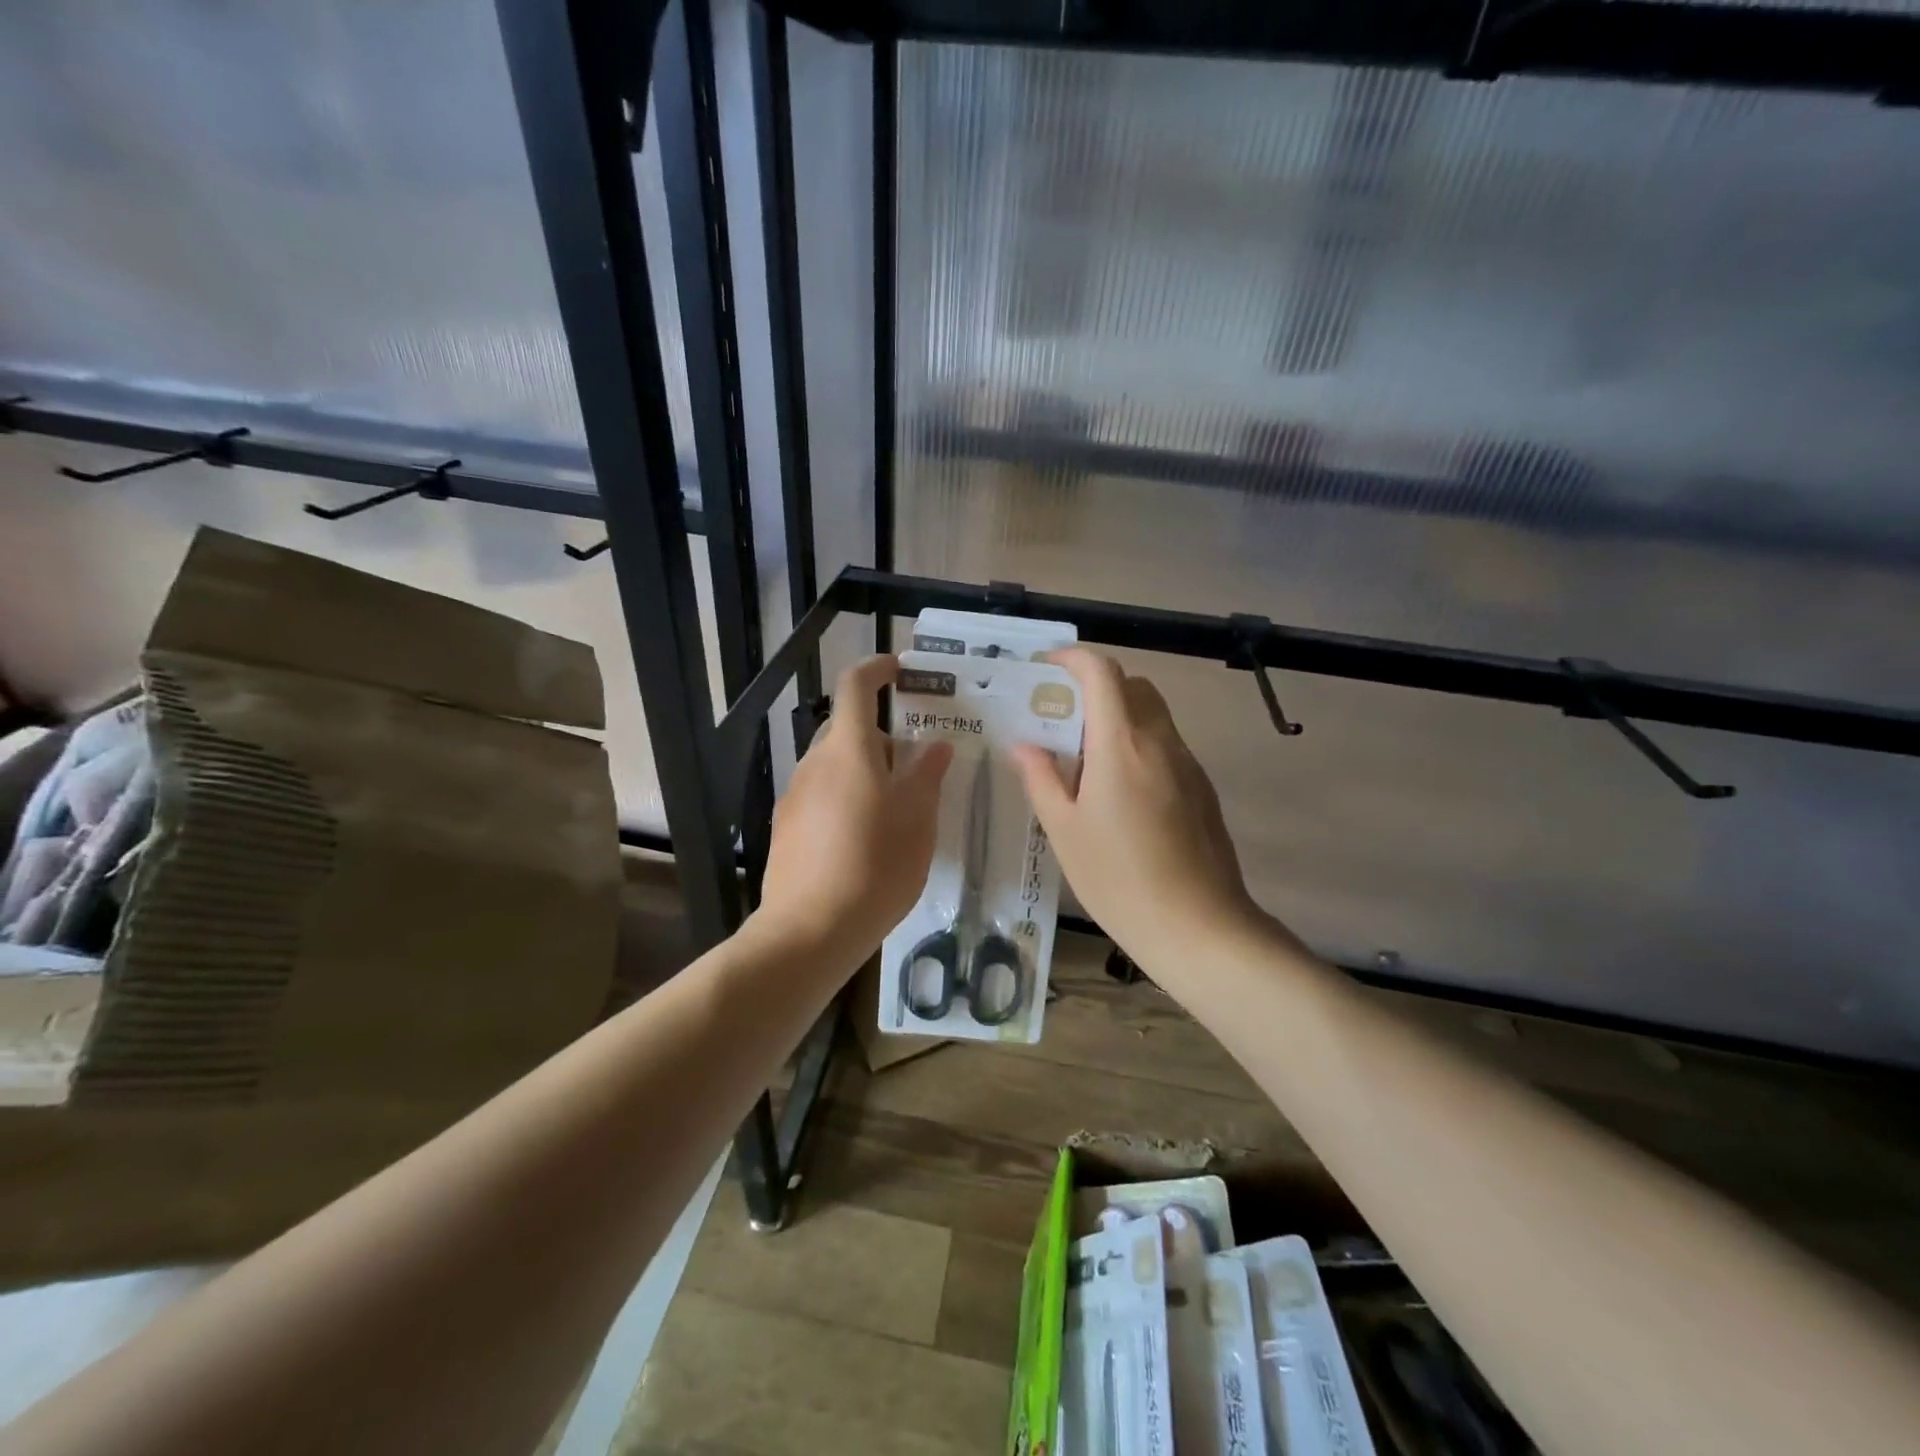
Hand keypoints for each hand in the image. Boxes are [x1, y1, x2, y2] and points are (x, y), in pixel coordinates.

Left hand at [756, 655, 953, 968]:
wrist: (810, 930)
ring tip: (895, 808)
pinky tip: (865, 838)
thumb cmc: (875, 865)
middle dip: (880, 736)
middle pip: (847, 729)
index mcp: (848, 750)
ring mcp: (795, 795)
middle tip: (914, 764)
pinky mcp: (787, 827)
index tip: (899, 670)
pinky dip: (845, 797)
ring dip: (864, 771)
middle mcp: (815, 763)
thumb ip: (926, 775)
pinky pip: (821, 794)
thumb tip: (935, 745)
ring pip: (834, 765)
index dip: (876, 669)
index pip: (856, 687)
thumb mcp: (917, 819)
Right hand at [1011, 649, 1270, 975]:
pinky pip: (1166, 746)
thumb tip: (1025, 744)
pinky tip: (1120, 793)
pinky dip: (1139, 745)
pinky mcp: (1202, 788)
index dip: (1072, 659)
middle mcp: (1160, 741)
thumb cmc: (1118, 879)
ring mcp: (1187, 764)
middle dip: (1096, 687)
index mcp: (1121, 744)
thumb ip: (1042, 779)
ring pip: (1153, 715)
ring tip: (1086, 758)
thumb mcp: (1065, 831)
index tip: (1045, 670)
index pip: (1102, 673)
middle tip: (1063, 718)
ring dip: (1119, 717)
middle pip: (1133, 686)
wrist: (1198, 927)